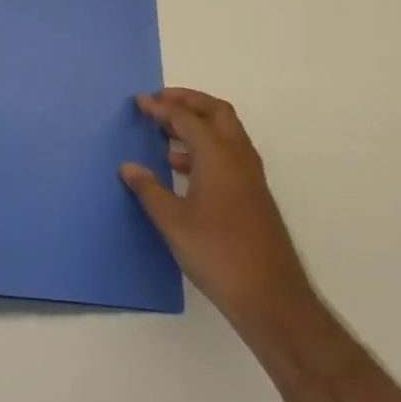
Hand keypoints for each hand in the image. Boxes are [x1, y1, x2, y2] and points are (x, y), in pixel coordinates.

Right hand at [121, 88, 317, 343]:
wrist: (272, 299)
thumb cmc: (218, 254)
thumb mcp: (173, 222)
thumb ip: (149, 190)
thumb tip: (128, 167)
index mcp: (218, 155)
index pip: (186, 117)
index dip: (160, 107)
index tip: (138, 103)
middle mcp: (238, 157)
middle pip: (216, 112)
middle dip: (187, 101)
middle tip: (159, 104)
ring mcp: (250, 176)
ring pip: (226, 132)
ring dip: (199, 124)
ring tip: (166, 134)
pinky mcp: (254, 195)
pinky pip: (229, 154)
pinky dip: (207, 147)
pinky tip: (183, 169)